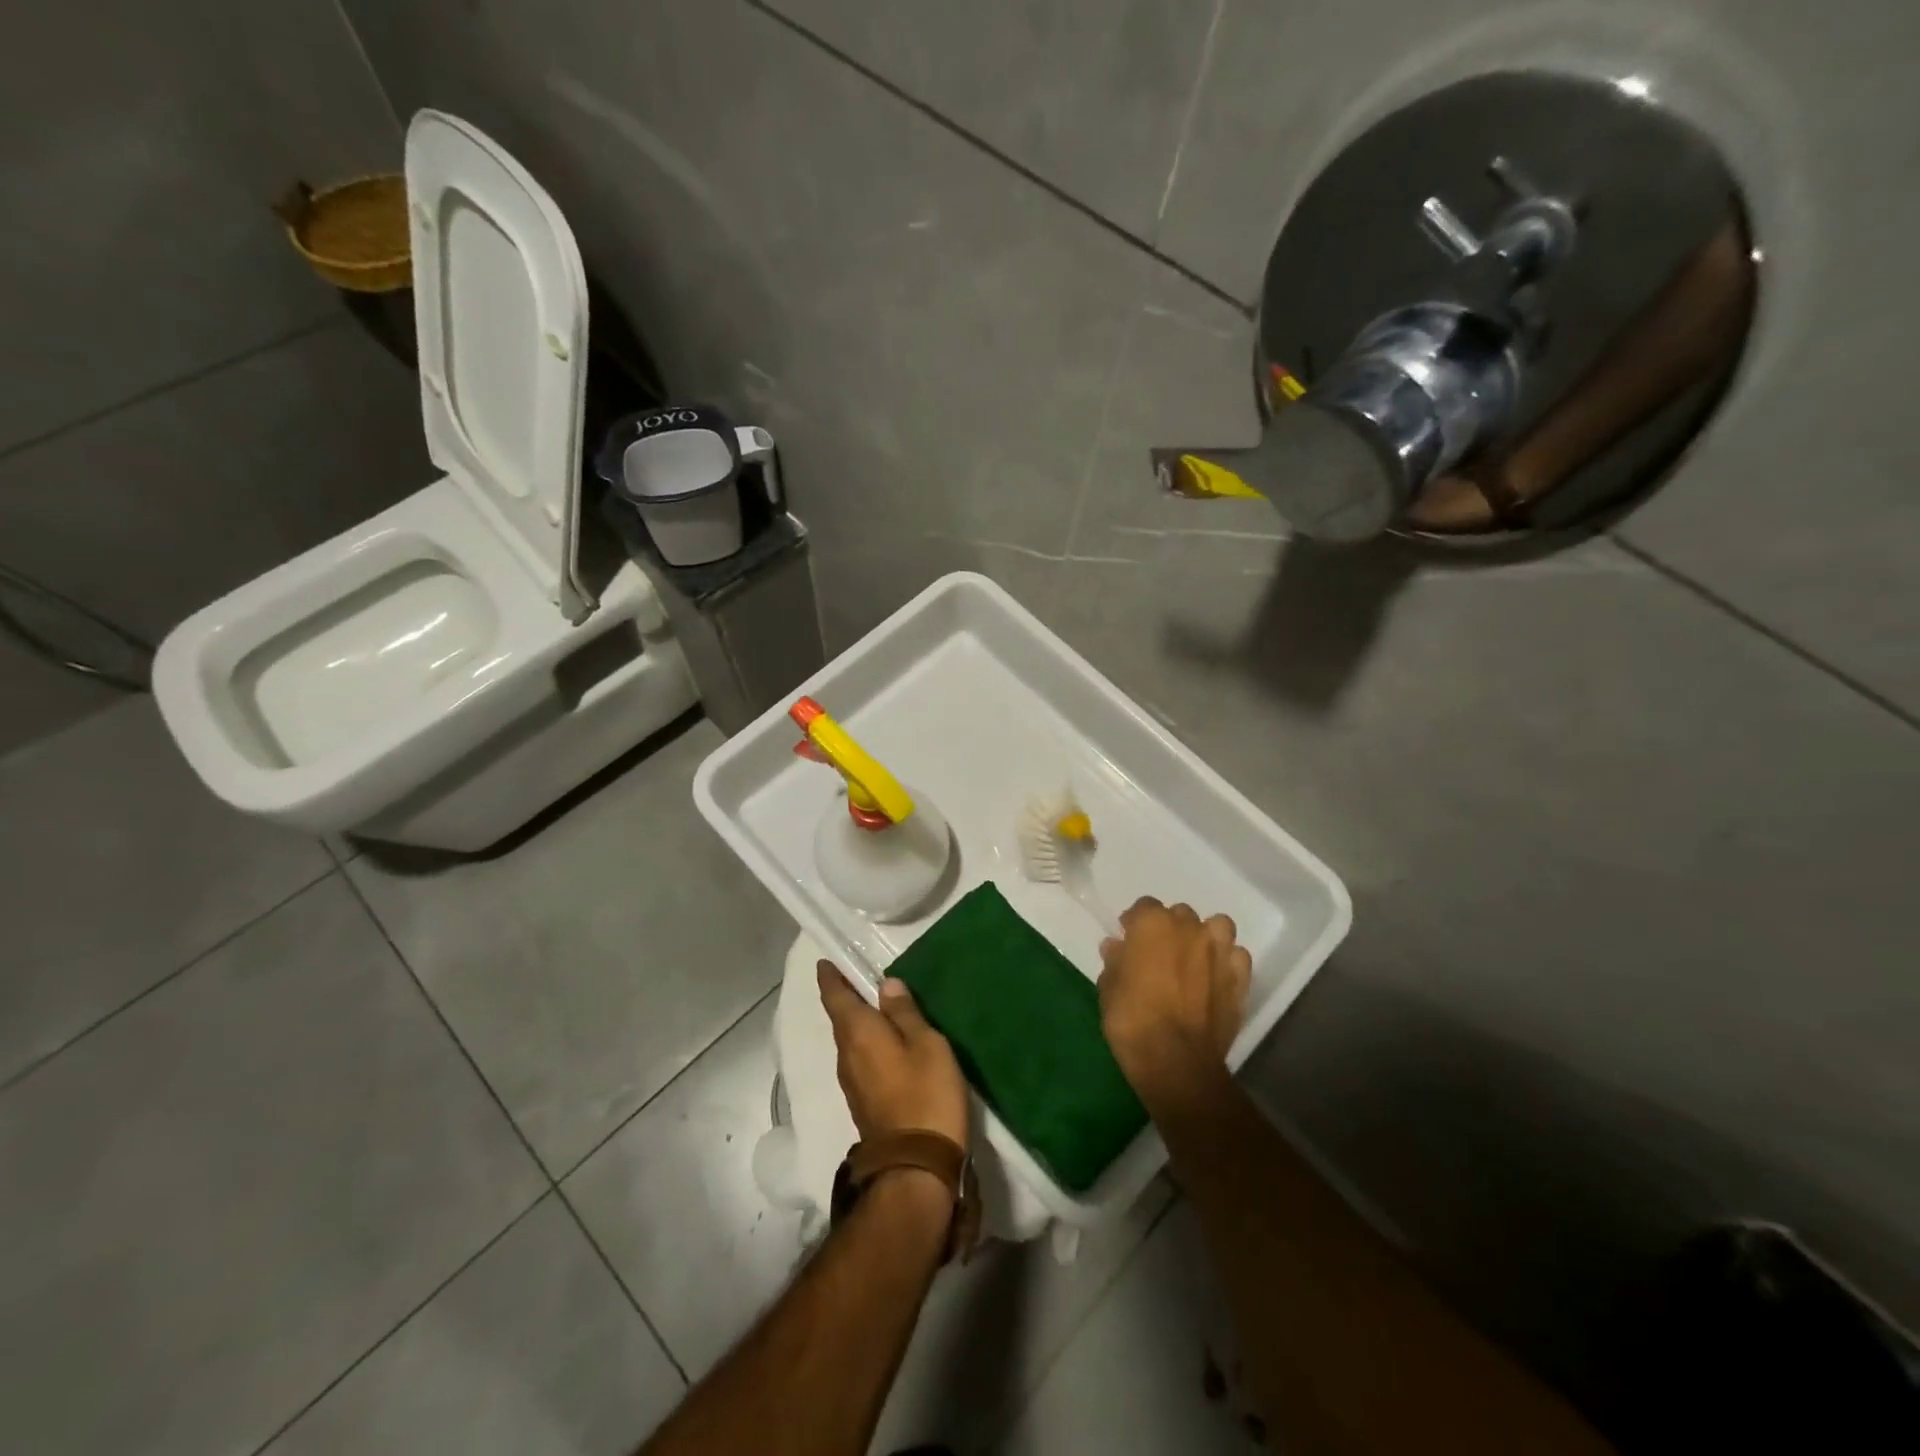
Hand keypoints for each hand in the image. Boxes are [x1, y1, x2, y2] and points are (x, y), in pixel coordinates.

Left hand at [817, 962, 969, 1151]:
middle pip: (841, 1019)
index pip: (835, 996)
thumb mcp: (926, 1044)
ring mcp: (852, 1082)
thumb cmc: (925, 1094)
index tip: (826, 961)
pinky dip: (868, 1043)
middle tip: (858, 976)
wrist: (915, 1167)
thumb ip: (905, 1013)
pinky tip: (886, 1043)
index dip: (830, 977)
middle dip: (846, 998)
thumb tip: (886, 985)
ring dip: (858, 1022)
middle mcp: (846, 1055)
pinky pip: (860, 1059)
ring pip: (850, 1041)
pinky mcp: (863, 1102)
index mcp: (858, 1033)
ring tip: (877, 1006)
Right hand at [1098, 898, 1251, 1099]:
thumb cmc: (1131, 1019)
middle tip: (1159, 954)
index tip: (1128, 942)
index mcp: (1153, 923)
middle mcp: (1190, 928)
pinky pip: (1236, 957)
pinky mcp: (1241, 978)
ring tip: (1194, 959)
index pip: (1144, 907)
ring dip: (1206, 936)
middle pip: (1181, 914)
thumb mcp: (1108, 987)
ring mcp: (1219, 952)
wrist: (1176, 1060)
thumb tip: (1116, 946)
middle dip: (1170, 929)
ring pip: (1217, 926)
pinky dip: (1227, 962)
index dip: (1135, 924)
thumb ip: (1114, 961)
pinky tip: (1216, 978)